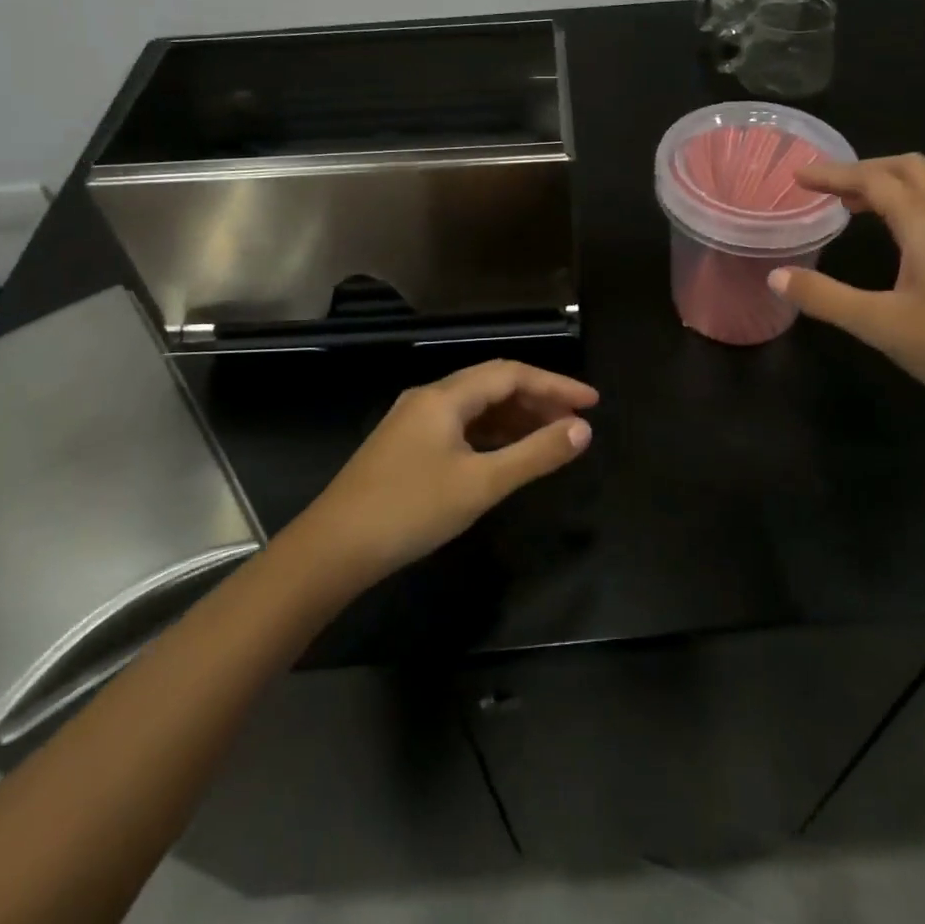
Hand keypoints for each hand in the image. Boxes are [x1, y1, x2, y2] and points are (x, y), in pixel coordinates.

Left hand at [292, 360, 598, 587]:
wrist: (332, 549)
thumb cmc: (410, 511)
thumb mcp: (480, 485)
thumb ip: (535, 455)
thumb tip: (582, 430)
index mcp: (445, 396)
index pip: (511, 374)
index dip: (556, 384)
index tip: (592, 402)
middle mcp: (429, 398)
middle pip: (493, 385)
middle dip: (538, 399)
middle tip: (576, 422)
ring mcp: (414, 422)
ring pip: (476, 407)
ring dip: (515, 417)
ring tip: (552, 437)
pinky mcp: (406, 446)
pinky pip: (460, 427)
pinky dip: (491, 434)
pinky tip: (508, 453)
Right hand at [769, 154, 924, 427]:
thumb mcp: (882, 325)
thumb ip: (825, 298)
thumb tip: (776, 276)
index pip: (874, 180)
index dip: (833, 174)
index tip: (796, 175)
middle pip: (909, 169)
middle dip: (864, 169)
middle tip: (827, 188)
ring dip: (887, 188)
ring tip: (851, 209)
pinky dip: (906, 209)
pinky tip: (895, 243)